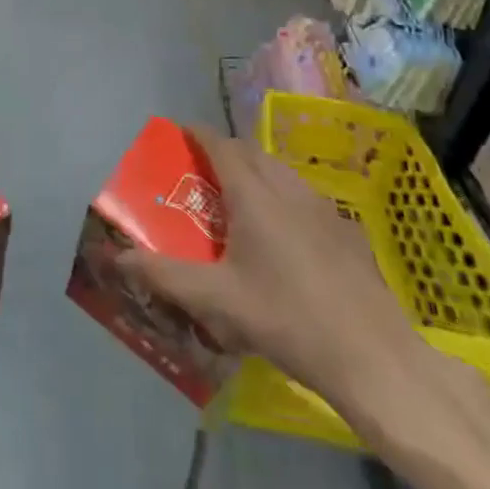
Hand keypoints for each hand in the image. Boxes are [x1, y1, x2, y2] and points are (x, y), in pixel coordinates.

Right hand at [117, 126, 468, 451]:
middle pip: (250, 151)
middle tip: (200, 173)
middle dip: (223, 151)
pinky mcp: (345, 229)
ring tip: (237, 200)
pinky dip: (282, 194)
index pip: (220, 144)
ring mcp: (322, 206)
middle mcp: (287, 187)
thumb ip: (164, 275)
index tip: (178, 135)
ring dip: (255, 171)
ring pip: (280, 170)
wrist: (371, 354)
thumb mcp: (216, 300)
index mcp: (254, 194)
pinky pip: (303, 194)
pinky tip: (283, 234)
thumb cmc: (286, 319)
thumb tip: (118, 258)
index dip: (197, 134)